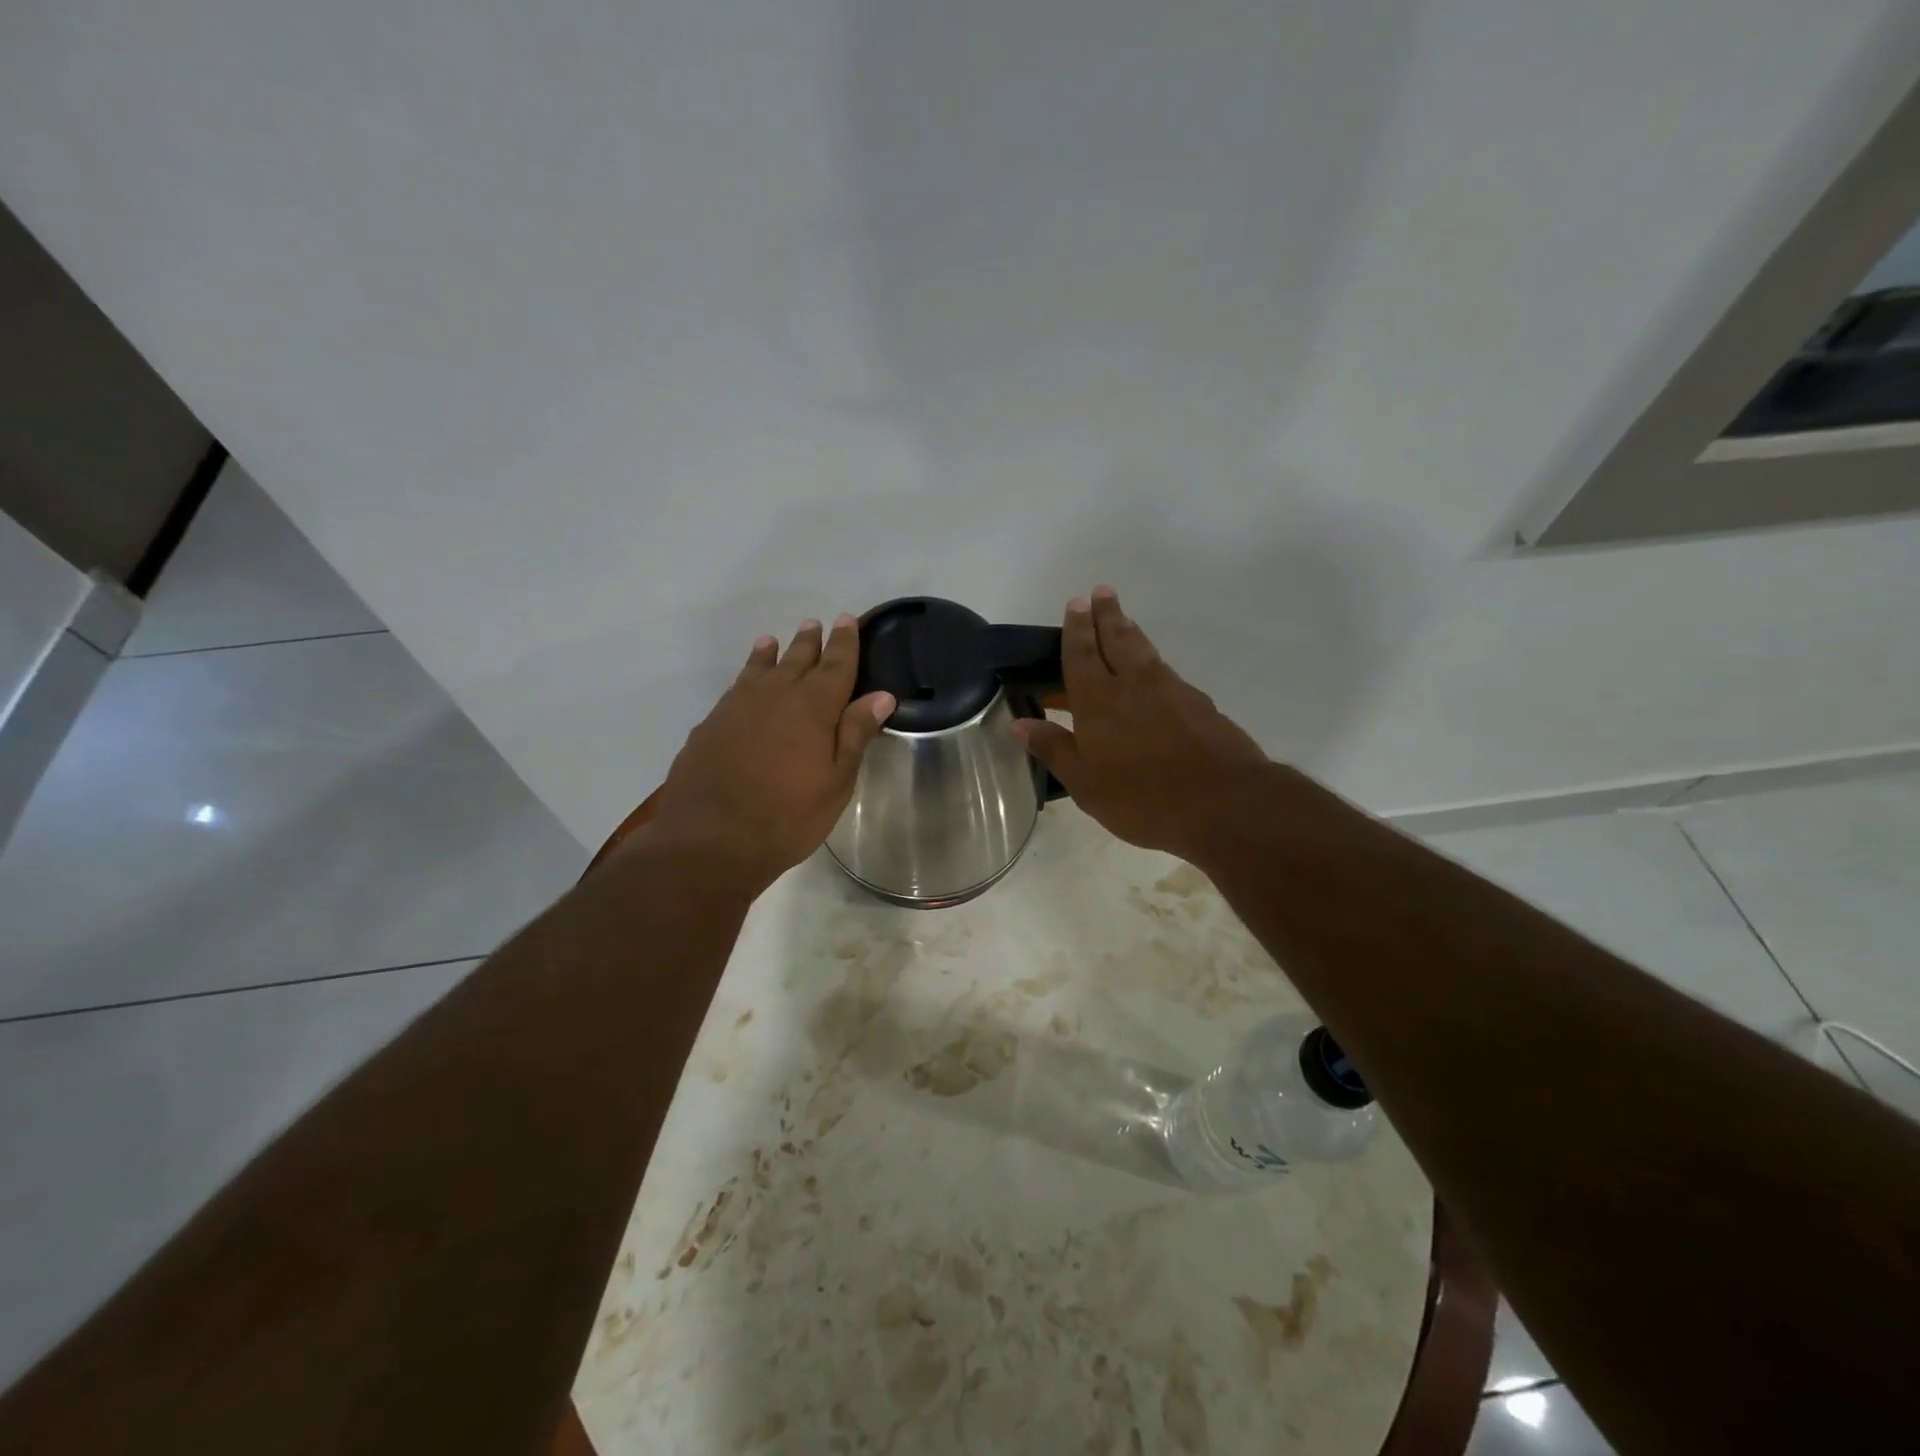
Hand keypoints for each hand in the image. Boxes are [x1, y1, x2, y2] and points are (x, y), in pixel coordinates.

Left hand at [648, 615, 894, 894]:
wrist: (710, 839)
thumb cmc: (788, 815)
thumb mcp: (836, 780)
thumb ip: (855, 733)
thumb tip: (881, 695)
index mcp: (813, 707)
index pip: (835, 665)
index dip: (844, 643)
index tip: (847, 620)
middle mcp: (775, 695)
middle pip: (797, 659)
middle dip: (810, 642)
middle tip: (816, 623)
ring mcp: (738, 707)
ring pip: (760, 669)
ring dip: (772, 653)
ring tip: (774, 640)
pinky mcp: (711, 724)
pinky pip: (736, 687)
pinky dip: (746, 675)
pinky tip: (745, 682)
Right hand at [1011, 586, 1271, 864]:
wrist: (1223, 803)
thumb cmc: (1142, 797)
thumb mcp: (1085, 782)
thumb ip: (1054, 748)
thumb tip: (1018, 724)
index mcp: (1098, 701)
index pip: (1082, 655)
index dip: (1076, 629)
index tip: (1076, 602)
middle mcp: (1134, 685)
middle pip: (1117, 639)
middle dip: (1106, 615)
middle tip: (1102, 591)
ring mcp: (1172, 691)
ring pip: (1145, 651)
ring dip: (1131, 632)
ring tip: (1124, 619)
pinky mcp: (1200, 704)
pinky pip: (1168, 672)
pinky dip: (1154, 662)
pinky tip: (1155, 671)